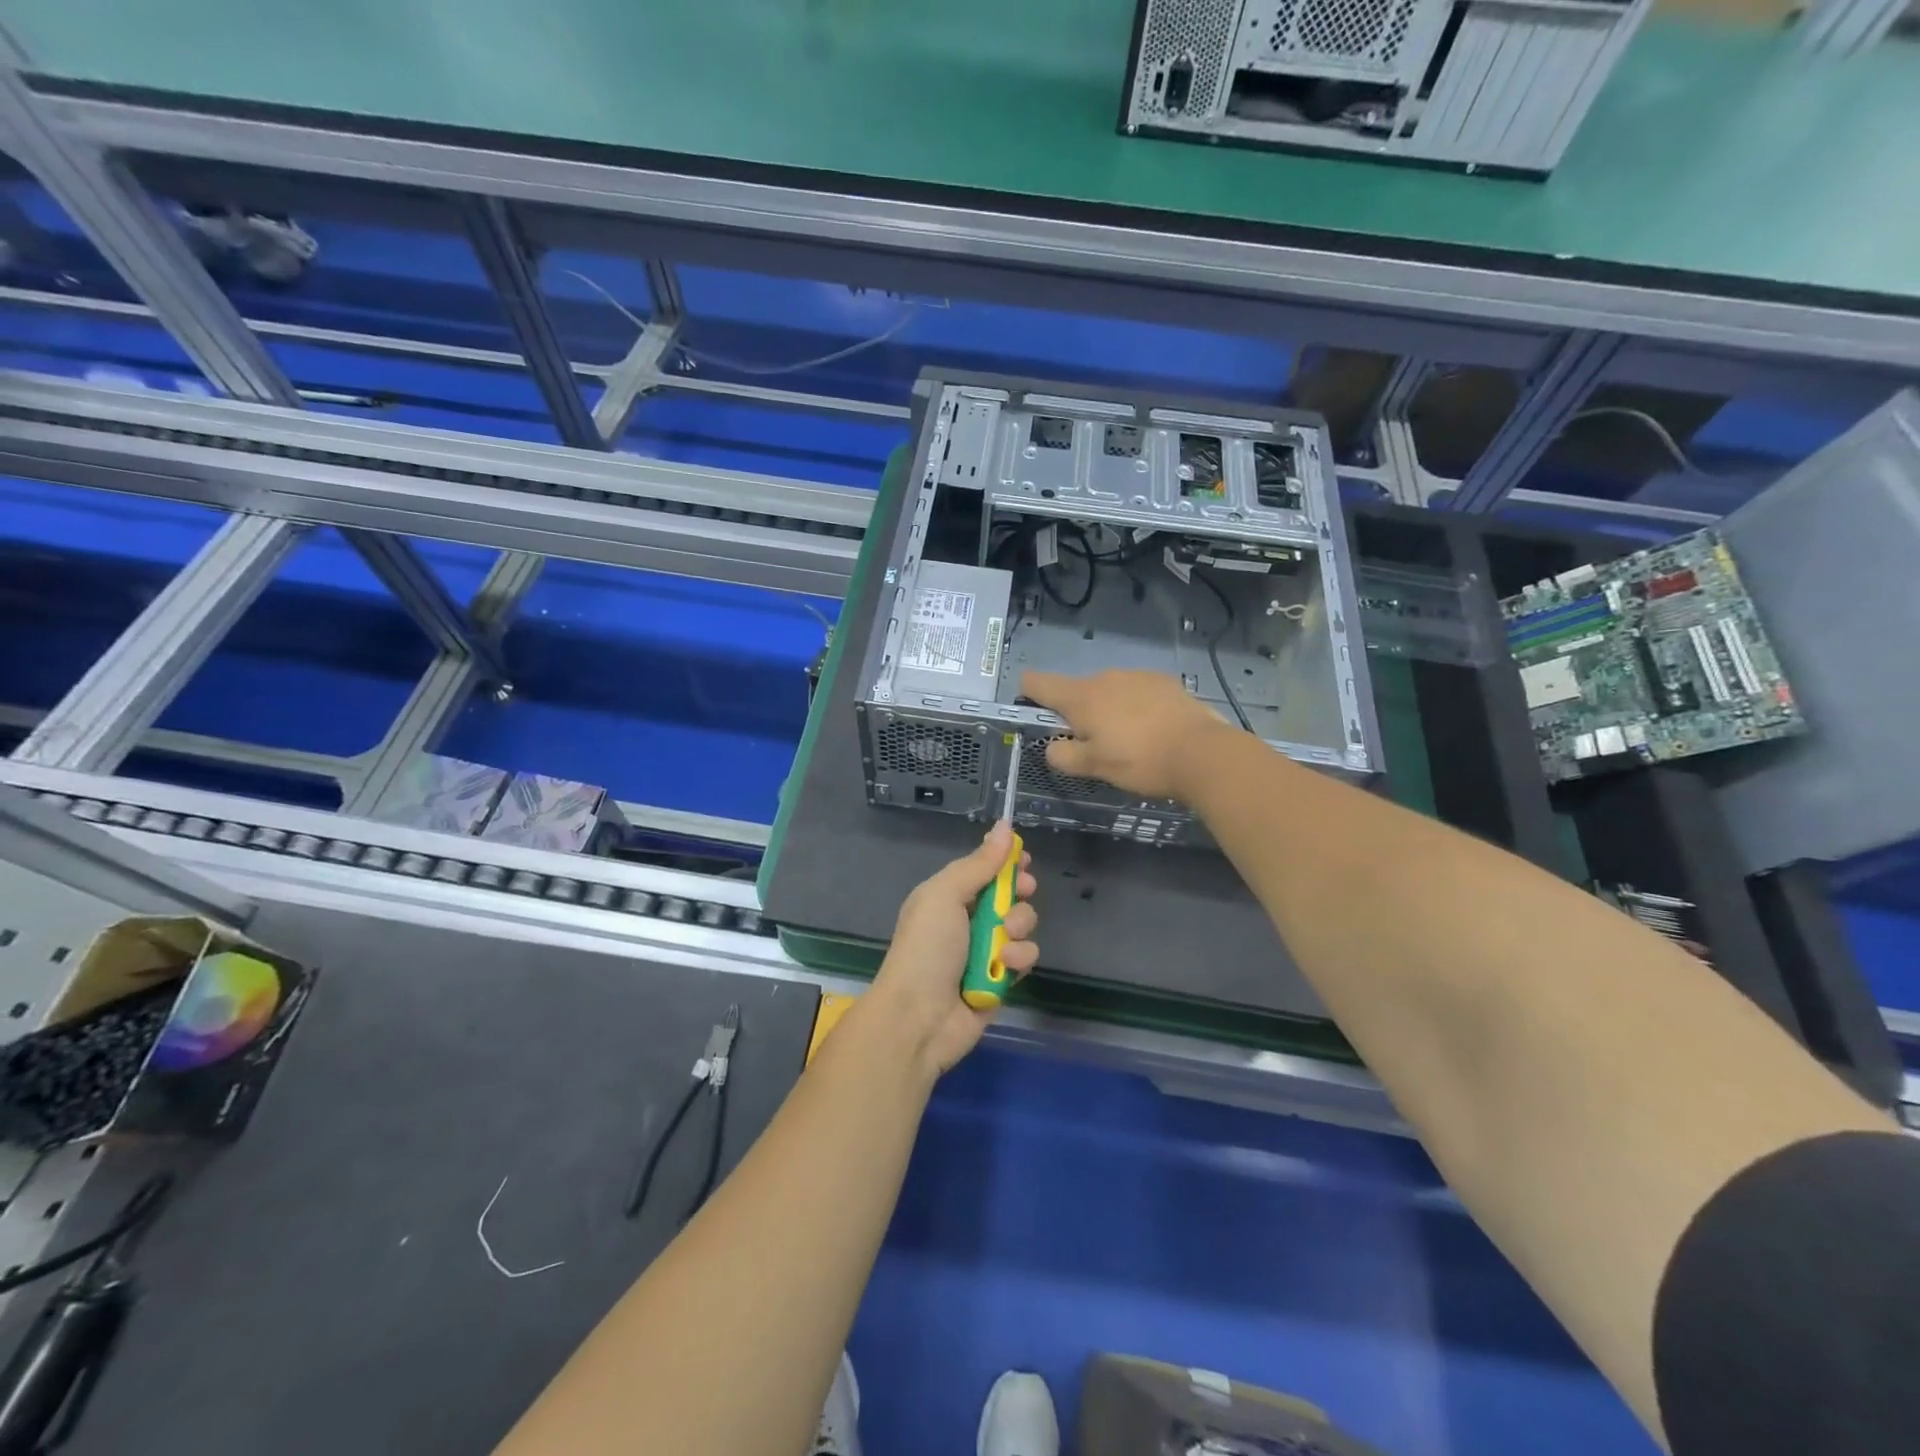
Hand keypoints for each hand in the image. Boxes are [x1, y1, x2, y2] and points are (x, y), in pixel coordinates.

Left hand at [870, 824, 1038, 1075]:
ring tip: (1003, 938)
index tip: (1023, 858)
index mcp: (948, 896)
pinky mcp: (1001, 981)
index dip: (1006, 862)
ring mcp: (985, 952)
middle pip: (1009, 894)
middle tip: (1023, 890)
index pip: (984, 870)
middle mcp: (967, 921)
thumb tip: (1005, 827)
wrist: (918, 1017)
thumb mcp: (945, 894)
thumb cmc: (927, 947)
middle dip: (1019, 891)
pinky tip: (1005, 966)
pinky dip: (1019, 959)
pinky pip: (1025, 958)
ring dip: (1018, 926)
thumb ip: (979, 864)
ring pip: (1022, 925)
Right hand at [1021, 670, 1234, 800]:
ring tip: (1128, 742)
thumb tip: (1053, 746)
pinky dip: (1136, 708)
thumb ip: (1064, 755)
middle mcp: (1105, 678)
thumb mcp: (1094, 767)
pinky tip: (1152, 732)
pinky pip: (1137, 692)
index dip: (1028, 693)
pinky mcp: (1164, 682)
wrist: (1202, 753)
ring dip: (1109, 711)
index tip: (1033, 711)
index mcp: (1081, 696)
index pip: (1037, 682)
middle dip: (1078, 714)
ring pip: (1109, 692)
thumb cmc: (1140, 761)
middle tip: (1093, 746)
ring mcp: (1137, 676)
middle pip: (1076, 691)